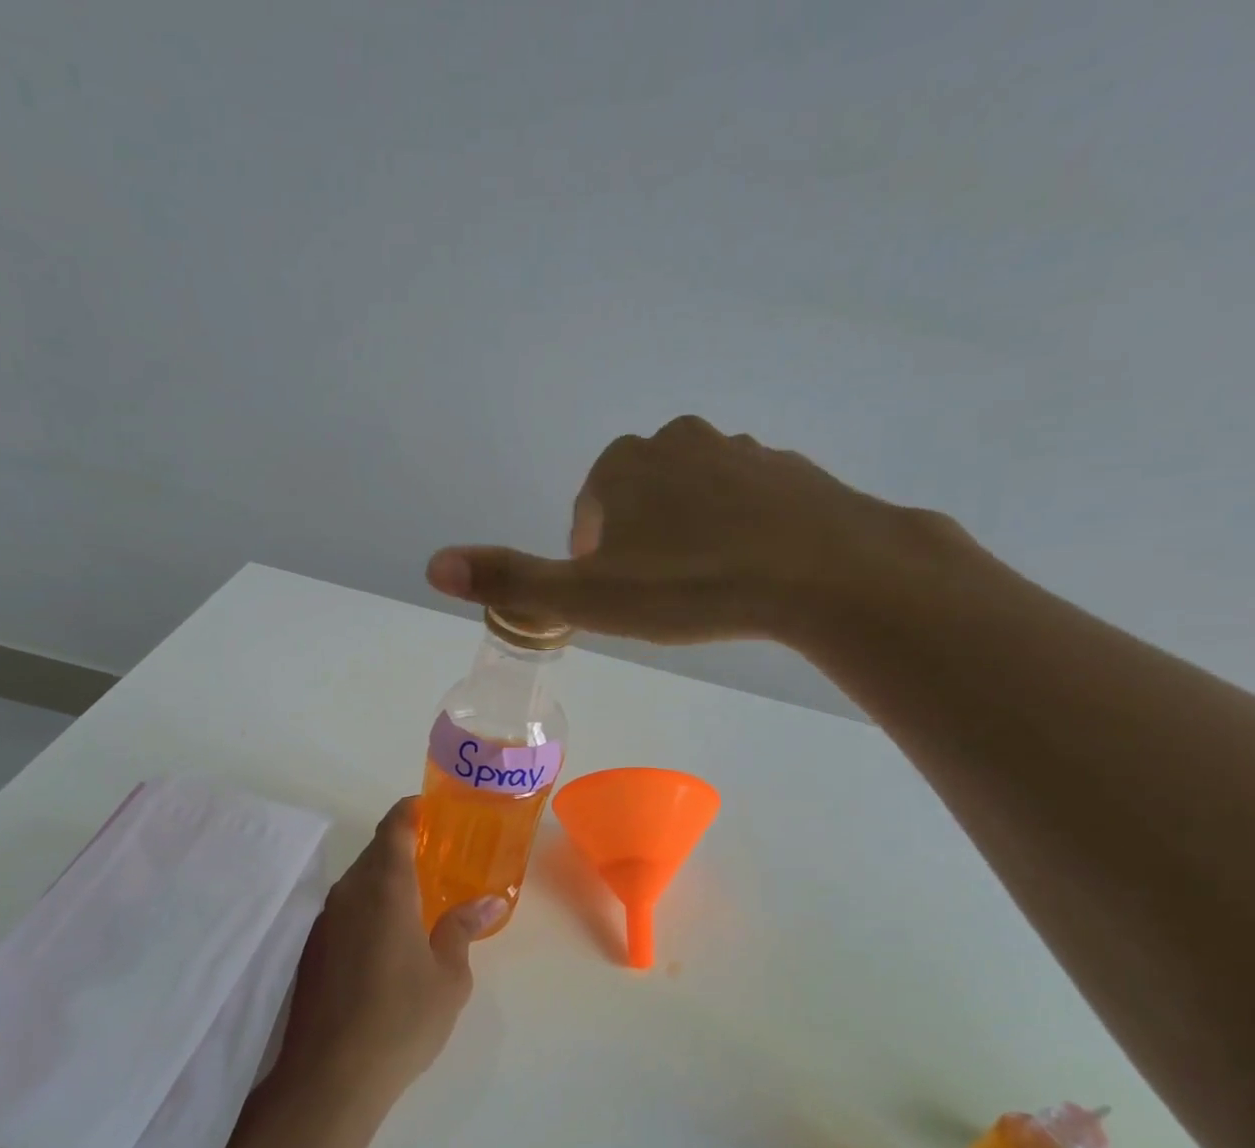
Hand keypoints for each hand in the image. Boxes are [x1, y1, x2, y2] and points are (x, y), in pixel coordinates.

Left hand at [273, 799, 505, 1106]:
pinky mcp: (312, 948)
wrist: (330, 1075)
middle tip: (437, 857)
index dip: (411, 811)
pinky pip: (345, 908)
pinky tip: (388, 936)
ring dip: (385, 878)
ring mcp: (325, 920)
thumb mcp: (449, 976)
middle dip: (403, 846)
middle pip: (375, 851)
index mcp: (385, 887)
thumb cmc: (402, 1018)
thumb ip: (462, 929)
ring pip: (358, 881)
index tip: (431, 808)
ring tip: (418, 897)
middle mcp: (349, 892)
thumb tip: (486, 901)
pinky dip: (368, 906)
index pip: (394, 827)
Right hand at [426, 415, 947, 646]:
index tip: (619, 600)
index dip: (593, 561)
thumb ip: (511, 581)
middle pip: (638, 503)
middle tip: (662, 600)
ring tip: (707, 590)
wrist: (821, 572)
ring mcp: (739, 449)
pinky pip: (744, 504)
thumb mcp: (587, 597)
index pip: (588, 513)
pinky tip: (753, 573)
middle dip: (639, 548)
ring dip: (687, 540)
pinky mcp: (788, 471)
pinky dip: (738, 534)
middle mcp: (677, 441)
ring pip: (692, 501)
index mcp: (623, 465)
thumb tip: (432, 564)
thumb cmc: (691, 586)